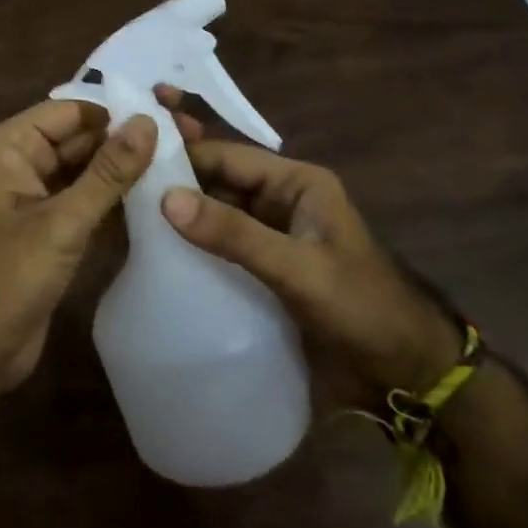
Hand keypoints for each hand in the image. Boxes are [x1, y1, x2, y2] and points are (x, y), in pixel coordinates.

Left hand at [0, 99, 157, 391]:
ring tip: (180, 165)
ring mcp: (34, 198)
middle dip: (123, 141)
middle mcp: (20, 163)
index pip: (69, 111)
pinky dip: (113, 199)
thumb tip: (149, 122)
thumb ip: (108, 172)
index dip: (114, 111)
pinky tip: (157, 199)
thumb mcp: (61, 223)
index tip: (169, 116)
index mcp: (9, 147)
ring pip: (85, 171)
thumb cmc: (5, 279)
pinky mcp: (49, 229)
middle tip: (186, 142)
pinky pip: (85, 200)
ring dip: (122, 171)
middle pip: (79, 139)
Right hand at [156, 89, 460, 399]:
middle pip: (218, 182)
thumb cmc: (361, 307)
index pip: (228, 156)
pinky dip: (194, 248)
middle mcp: (280, 201)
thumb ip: (235, 234)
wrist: (408, 373)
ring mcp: (272, 236)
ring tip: (125, 220)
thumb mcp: (299, 268)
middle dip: (175, 184)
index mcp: (296, 182)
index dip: (182, 154)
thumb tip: (166, 199)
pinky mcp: (265, 269)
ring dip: (181, 218)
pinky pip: (222, 247)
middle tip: (118, 188)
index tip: (131, 159)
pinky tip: (158, 257)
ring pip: (217, 215)